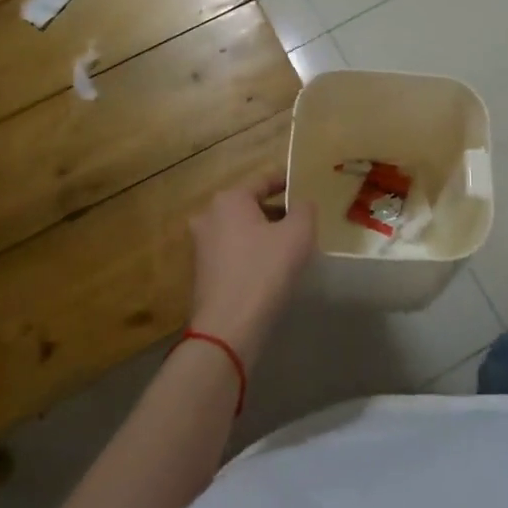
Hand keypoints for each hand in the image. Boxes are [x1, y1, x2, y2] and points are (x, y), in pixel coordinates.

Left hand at [187, 177, 316, 366]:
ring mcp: (202, 245)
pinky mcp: (203, 271)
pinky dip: (252, 252)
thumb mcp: (298, 233)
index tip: (306, 185)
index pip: (264, 180)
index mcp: (229, 199)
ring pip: (242, 229)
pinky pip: (234, 251)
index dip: (287, 181)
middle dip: (277, 210)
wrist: (229, 327)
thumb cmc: (265, 271)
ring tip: (291, 246)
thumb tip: (301, 203)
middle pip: (251, 205)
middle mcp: (209, 216)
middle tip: (303, 220)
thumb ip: (304, 209)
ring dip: (265, 233)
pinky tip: (272, 268)